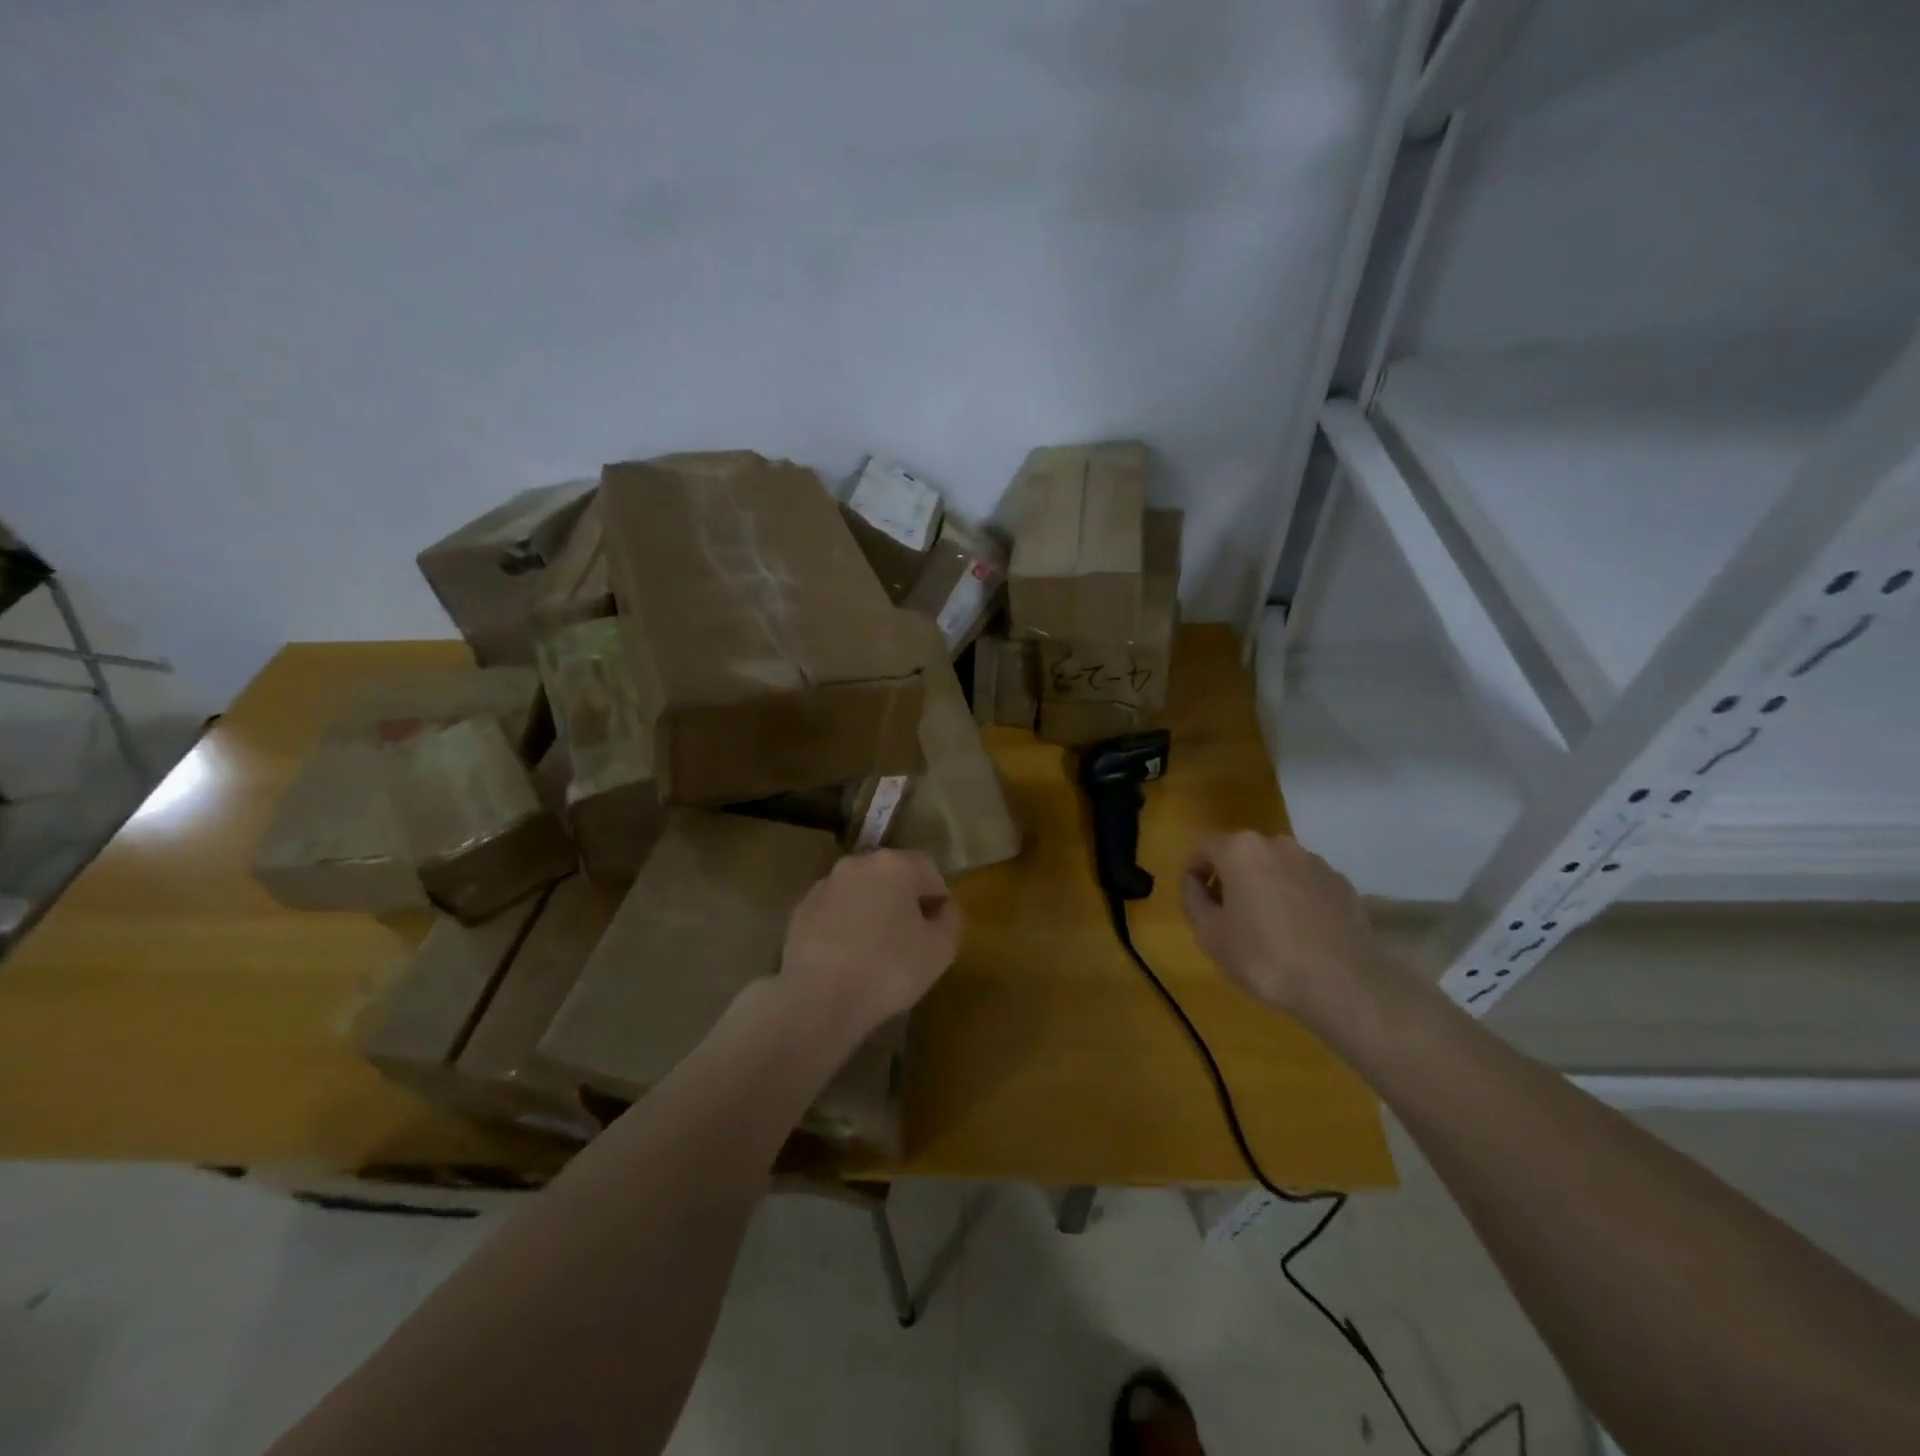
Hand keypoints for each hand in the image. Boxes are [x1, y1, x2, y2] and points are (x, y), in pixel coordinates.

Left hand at [780, 849, 961, 1036]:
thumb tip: (943, 908)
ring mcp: (824, 885)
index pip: (928, 869)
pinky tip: (846, 959)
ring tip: (874, 952)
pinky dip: (843, 926)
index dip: (937, 899)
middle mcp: (857, 863)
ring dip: (871, 912)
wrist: (819, 999)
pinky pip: (834, 912)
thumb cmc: (889, 969)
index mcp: (894, 864)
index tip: (936, 930)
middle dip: (902, 901)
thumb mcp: (941, 949)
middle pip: (891, 876)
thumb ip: (951, 919)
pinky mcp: (799, 911)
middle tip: (908, 940)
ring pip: (860, 892)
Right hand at [1181, 831, 1377, 1017]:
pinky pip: (1305, 883)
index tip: (1196, 901)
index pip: (1202, 848)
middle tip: (1227, 915)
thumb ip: (1192, 898)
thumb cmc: (1263, 957)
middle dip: (1229, 877)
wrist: (1342, 985)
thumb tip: (1194, 882)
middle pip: (1240, 854)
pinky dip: (1294, 898)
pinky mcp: (1341, 883)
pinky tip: (1299, 932)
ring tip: (1266, 925)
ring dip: (1263, 886)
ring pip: (1275, 867)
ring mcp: (1314, 862)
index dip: (1193, 873)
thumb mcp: (1208, 934)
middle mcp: (1277, 844)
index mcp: (1240, 850)